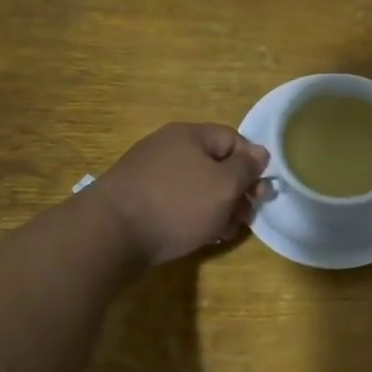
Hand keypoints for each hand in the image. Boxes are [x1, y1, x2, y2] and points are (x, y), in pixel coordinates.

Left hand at [90, 123, 269, 264]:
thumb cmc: (177, 204)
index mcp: (190, 135)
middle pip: (215, 164)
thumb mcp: (224, 185)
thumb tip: (259, 153)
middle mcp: (169, 148)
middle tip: (248, 216)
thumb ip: (246, 167)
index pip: (234, 140)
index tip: (261, 192)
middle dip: (238, 191)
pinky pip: (177, 202)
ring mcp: (151, 174)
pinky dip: (195, 216)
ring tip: (227, 231)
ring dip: (219, 207)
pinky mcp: (140, 199)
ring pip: (198, 187)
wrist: (110, 234)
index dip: (253, 164)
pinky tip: (202, 236)